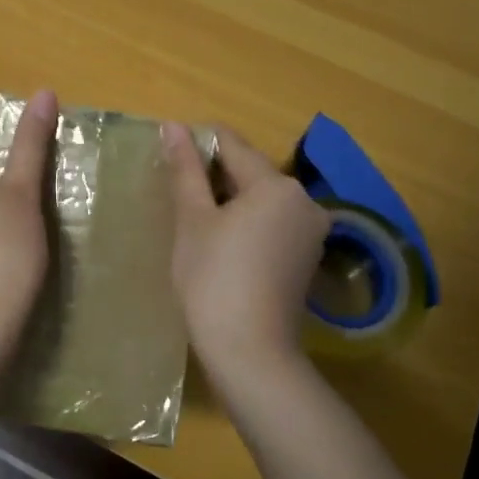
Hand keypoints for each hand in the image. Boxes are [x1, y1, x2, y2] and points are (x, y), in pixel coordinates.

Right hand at [163, 123, 328, 385]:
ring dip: (229, 201)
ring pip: (261, 198)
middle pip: (250, 171)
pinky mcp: (306, 257)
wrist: (251, 353)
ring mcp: (310, 231)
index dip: (196, 145)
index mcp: (277, 184)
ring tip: (193, 220)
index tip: (169, 158)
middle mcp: (304, 200)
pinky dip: (246, 223)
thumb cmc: (213, 278)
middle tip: (176, 194)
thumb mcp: (193, 220)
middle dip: (213, 176)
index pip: (231, 144)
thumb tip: (173, 125)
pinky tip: (220, 243)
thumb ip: (185, 169)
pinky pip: (272, 223)